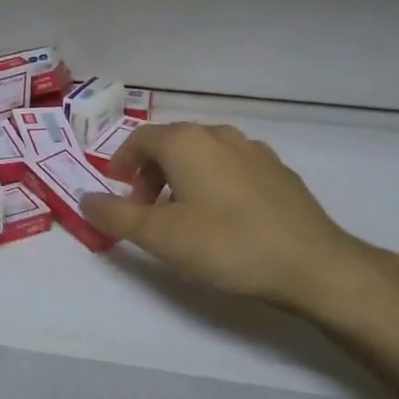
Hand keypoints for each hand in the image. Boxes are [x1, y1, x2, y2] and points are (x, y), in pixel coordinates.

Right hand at [80, 122, 398, 325]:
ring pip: (203, 153)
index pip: (141, 139)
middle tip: (144, 208)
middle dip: (150, 171)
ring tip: (181, 214)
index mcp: (186, 141)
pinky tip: (222, 216)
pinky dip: (213, 181)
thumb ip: (116, 216)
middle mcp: (218, 134)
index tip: (116, 188)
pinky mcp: (278, 171)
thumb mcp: (160, 237)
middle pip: (171, 143)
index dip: (122, 161)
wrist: (313, 264)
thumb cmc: (227, 245)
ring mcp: (253, 150)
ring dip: (181, 176)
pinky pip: (231, 166)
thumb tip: (85, 199)